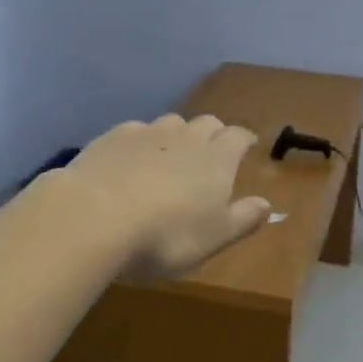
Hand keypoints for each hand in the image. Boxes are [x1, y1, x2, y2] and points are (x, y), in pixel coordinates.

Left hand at [60, 114, 271, 277]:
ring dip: (177, 136)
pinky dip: (141, 143)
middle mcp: (186, 136)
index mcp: (217, 158)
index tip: (247, 146)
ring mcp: (147, 132)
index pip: (238, 137)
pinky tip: (130, 162)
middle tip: (210, 154)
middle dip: (213, 134)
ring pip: (171, 123)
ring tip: (170, 158)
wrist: (94, 216)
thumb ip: (243, 219)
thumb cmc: (166, 235)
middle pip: (207, 123)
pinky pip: (136, 131)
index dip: (244, 141)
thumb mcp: (214, 238)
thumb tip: (267, 204)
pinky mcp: (113, 137)